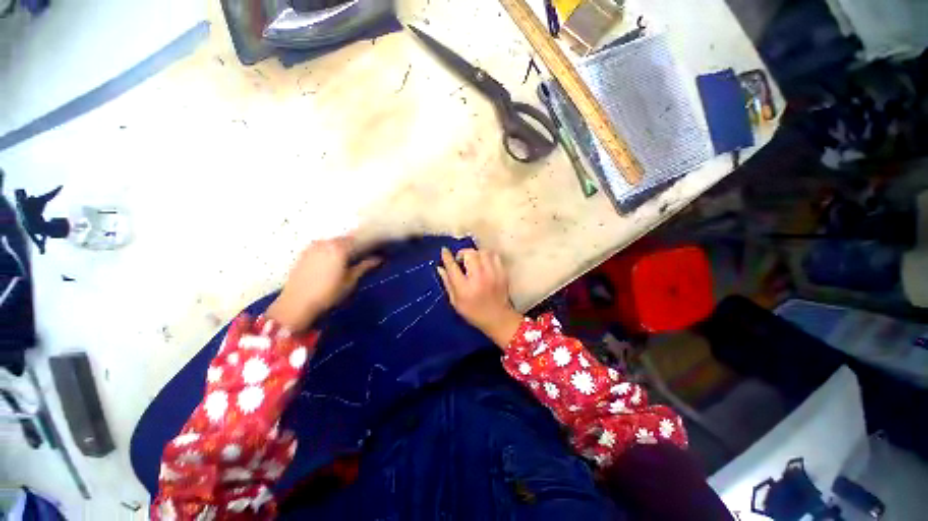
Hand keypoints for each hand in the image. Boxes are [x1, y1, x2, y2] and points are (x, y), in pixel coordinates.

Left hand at [267, 236, 379, 330]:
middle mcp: (326, 242)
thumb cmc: (328, 293)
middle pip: (346, 240)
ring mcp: (313, 247)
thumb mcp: (350, 281)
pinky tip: (334, 260)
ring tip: (351, 258)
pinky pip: (323, 247)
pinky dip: (331, 250)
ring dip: (343, 247)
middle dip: (357, 245)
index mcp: (339, 247)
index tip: (378, 249)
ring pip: (334, 242)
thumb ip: (365, 266)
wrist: (296, 304)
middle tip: (366, 254)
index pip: (360, 240)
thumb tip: (379, 259)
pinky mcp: (304, 253)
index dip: (370, 244)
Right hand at [437, 247, 522, 347]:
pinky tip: (484, 262)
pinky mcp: (502, 273)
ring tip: (473, 260)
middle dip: (462, 253)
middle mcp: (479, 278)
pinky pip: (494, 256)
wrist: (498, 318)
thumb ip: (447, 283)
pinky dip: (487, 256)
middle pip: (470, 254)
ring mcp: (493, 274)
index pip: (452, 266)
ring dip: (475, 254)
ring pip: (483, 252)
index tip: (444, 250)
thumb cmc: (473, 312)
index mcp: (464, 288)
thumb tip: (440, 268)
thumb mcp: (455, 302)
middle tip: (461, 259)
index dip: (447, 256)